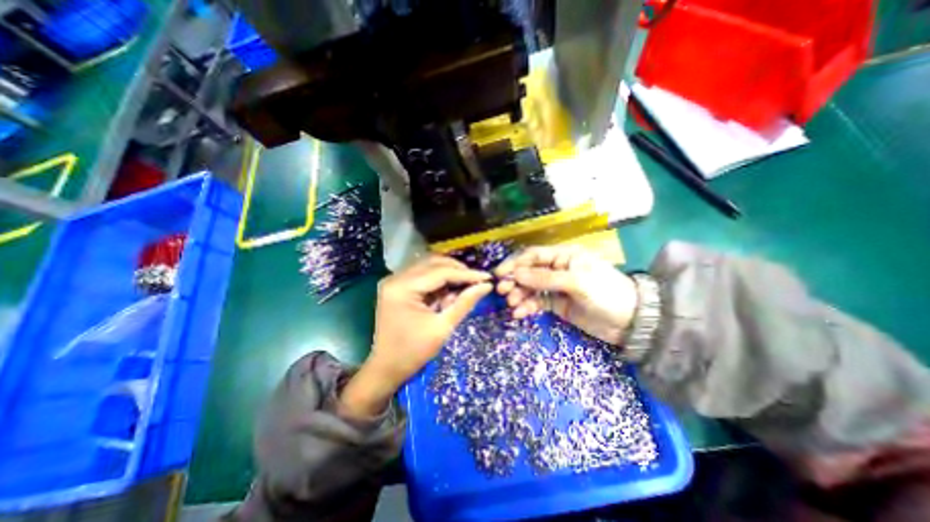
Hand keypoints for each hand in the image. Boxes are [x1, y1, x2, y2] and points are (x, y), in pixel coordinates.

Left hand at [341, 255, 493, 416]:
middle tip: (477, 281)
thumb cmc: (413, 353)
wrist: (385, 368)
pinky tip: (449, 291)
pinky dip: (438, 280)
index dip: (466, 274)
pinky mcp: (397, 286)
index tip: (487, 277)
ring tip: (466, 286)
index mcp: (402, 288)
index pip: (440, 272)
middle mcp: (395, 278)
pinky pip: (423, 275)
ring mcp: (394, 280)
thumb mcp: (442, 328)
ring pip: (429, 266)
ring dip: (449, 273)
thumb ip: (464, 303)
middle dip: (458, 270)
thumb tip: (486, 285)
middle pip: (433, 263)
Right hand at [494, 244, 640, 344]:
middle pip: (529, 271)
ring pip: (531, 287)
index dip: (515, 263)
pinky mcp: (557, 303)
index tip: (499, 274)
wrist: (630, 322)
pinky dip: (527, 306)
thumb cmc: (605, 293)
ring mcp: (556, 287)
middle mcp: (557, 269)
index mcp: (563, 256)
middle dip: (514, 280)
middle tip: (503, 291)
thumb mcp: (576, 282)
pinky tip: (520, 313)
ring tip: (512, 305)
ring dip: (519, 295)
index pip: (533, 255)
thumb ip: (545, 278)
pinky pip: (537, 302)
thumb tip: (516, 274)